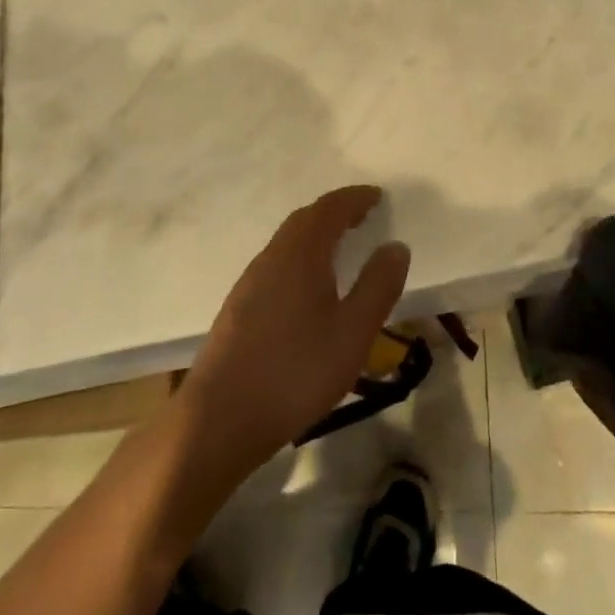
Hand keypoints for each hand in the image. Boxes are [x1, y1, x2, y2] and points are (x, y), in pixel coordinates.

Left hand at [178, 185, 410, 483]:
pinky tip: (309, 288)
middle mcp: (272, 257)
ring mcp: (250, 281)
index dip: (354, 198)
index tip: (377, 196)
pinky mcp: (239, 307)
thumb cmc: (295, 371)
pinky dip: (300, 258)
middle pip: (305, 220)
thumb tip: (395, 246)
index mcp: (300, 253)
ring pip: (287, 242)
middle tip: (363, 217)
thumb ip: (377, 286)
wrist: (219, 417)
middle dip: (335, 213)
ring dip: (316, 235)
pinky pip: (277, 263)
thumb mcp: (352, 333)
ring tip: (341, 250)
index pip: (329, 209)